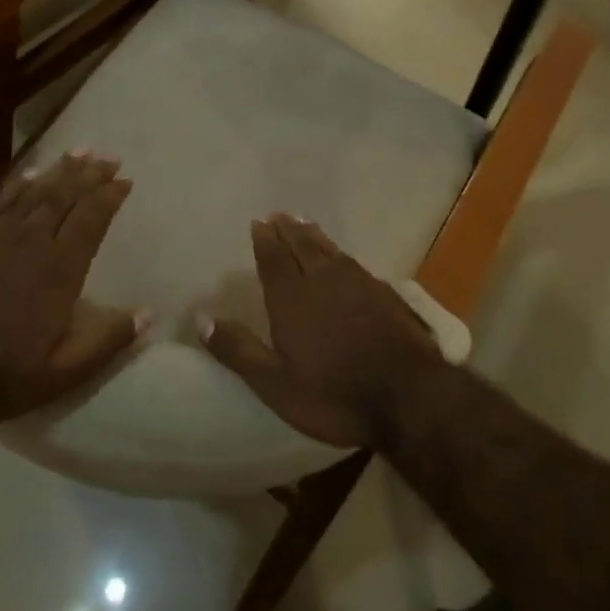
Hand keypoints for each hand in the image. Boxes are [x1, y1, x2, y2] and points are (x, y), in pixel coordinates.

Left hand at [0, 152, 146, 424]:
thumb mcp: (60, 373)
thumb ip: (105, 342)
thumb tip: (147, 314)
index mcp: (59, 269)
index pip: (91, 220)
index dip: (109, 197)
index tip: (125, 180)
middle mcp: (30, 241)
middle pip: (65, 196)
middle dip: (89, 174)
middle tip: (108, 156)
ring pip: (34, 192)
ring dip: (59, 170)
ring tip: (79, 152)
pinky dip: (18, 183)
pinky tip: (28, 173)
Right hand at [200, 214, 445, 448]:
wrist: (409, 396)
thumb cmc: (334, 394)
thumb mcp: (275, 384)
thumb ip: (238, 349)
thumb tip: (200, 316)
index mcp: (293, 299)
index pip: (274, 260)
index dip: (265, 240)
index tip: (258, 222)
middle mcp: (323, 281)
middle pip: (302, 246)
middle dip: (288, 230)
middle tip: (278, 214)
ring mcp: (358, 285)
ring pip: (329, 251)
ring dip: (314, 235)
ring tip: (304, 222)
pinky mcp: (385, 295)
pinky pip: (353, 262)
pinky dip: (340, 253)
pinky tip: (343, 257)